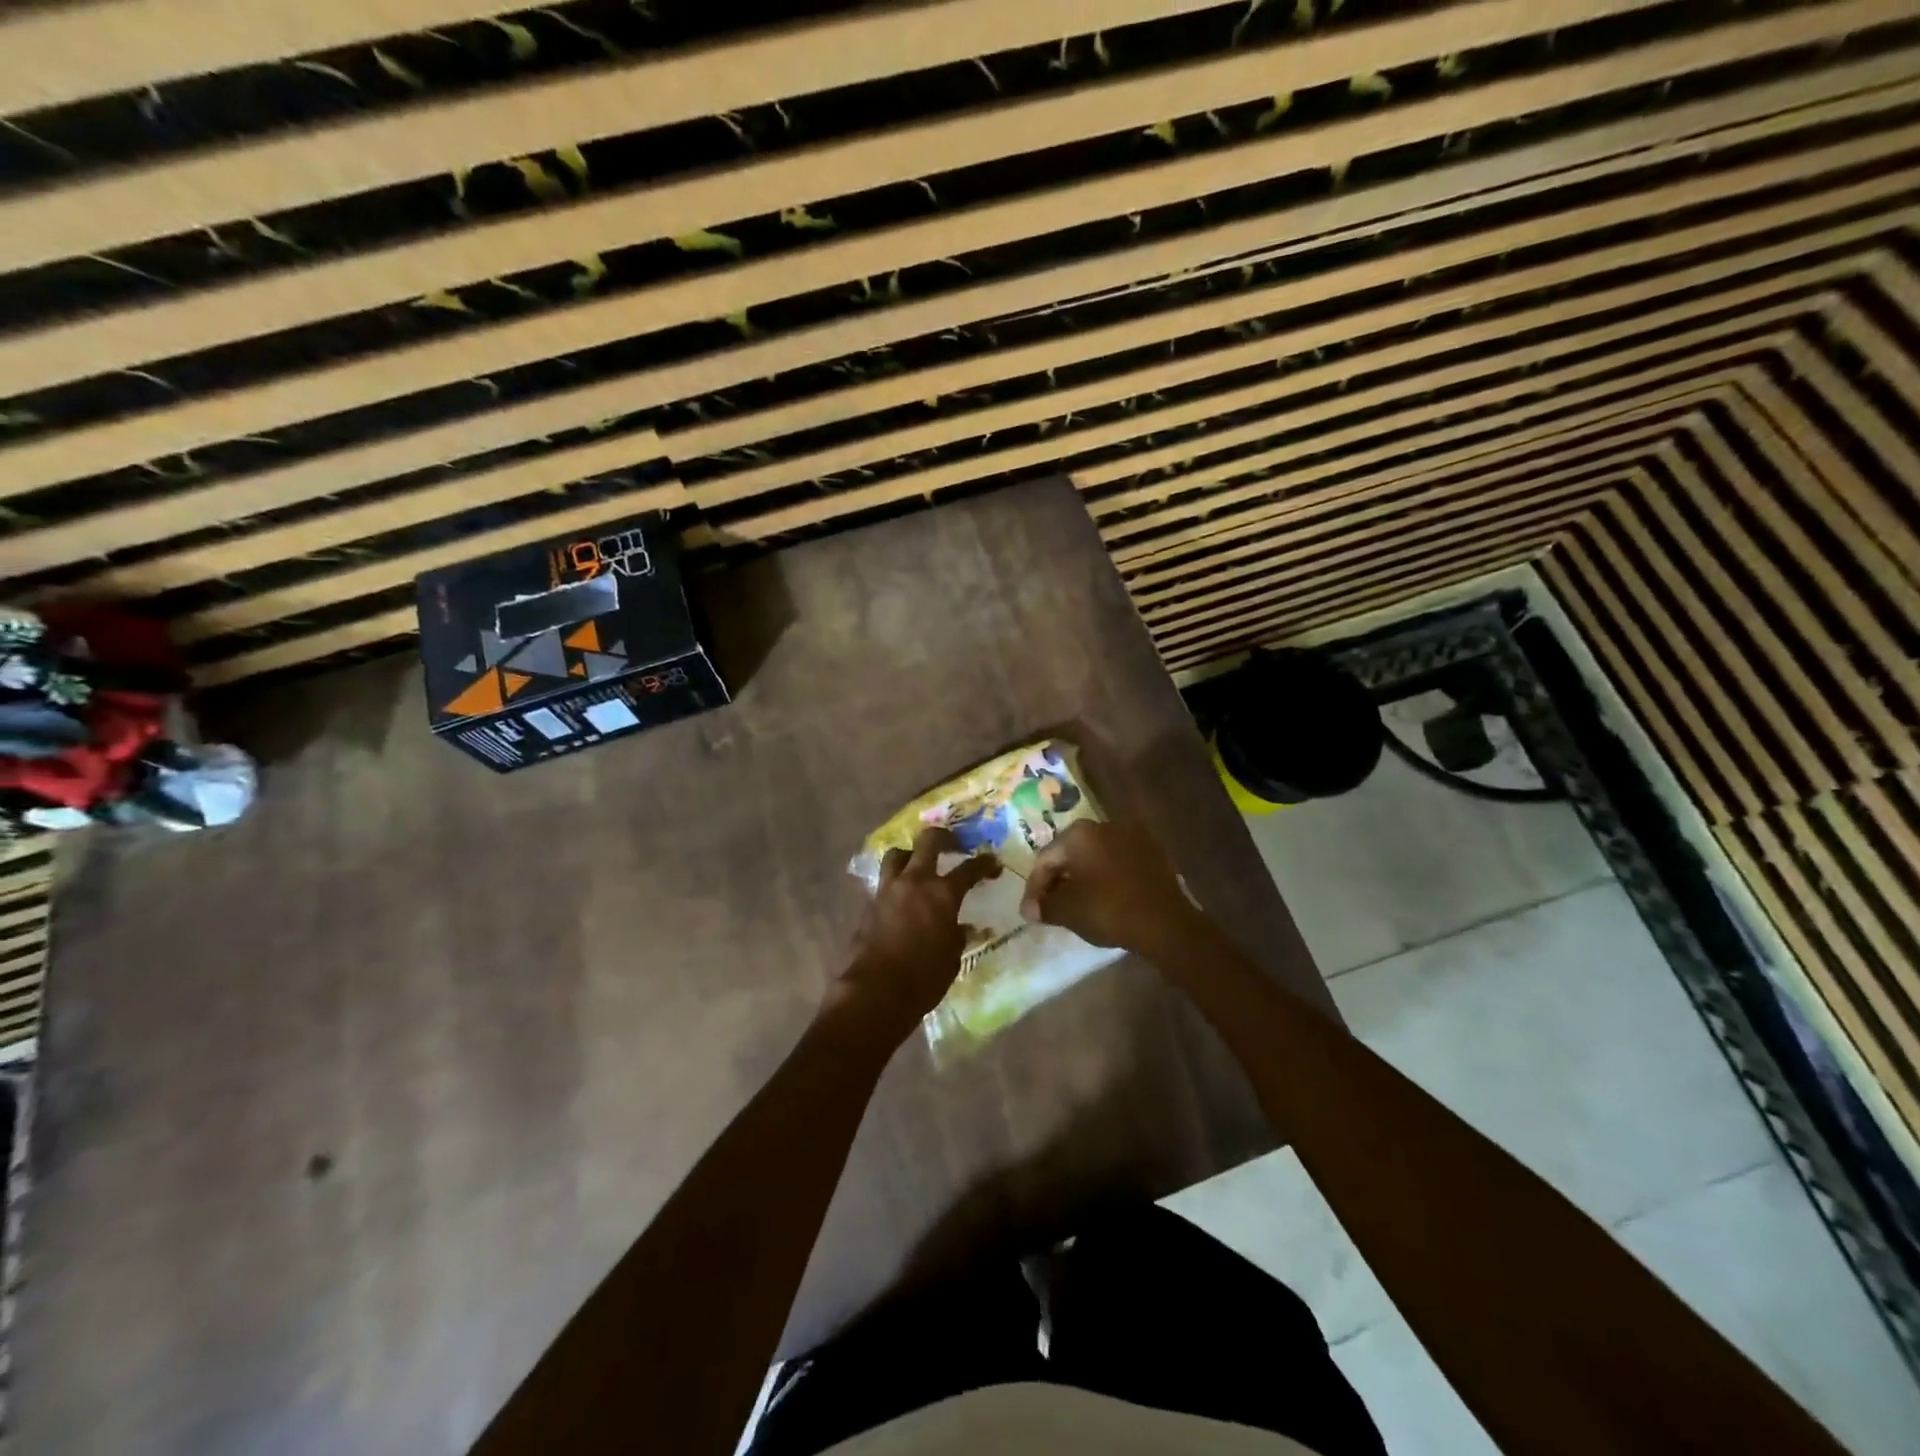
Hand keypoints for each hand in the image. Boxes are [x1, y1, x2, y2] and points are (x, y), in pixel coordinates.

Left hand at [835, 827, 999, 1040]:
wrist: (875, 991)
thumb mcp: (952, 957)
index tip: (993, 863)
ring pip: (898, 854)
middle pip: (928, 841)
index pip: (969, 869)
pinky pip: (884, 881)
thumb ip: (957, 935)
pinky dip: (896, 881)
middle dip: (944, 837)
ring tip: (919, 864)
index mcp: (942, 894)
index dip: (984, 864)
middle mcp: (914, 882)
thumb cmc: (924, 978)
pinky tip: (902, 896)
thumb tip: (961, 926)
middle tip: (954, 844)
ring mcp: (888, 890)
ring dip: (911, 854)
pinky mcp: (870, 904)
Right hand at [1019, 820, 1202, 955]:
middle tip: (1051, 907)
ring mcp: (1132, 836)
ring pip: (1095, 857)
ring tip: (1077, 904)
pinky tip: (1105, 898)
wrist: (1166, 923)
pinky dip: (1107, 878)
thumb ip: (1044, 906)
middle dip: (1058, 880)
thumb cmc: (1109, 911)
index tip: (1032, 912)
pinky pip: (1118, 862)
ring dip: (1083, 878)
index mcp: (1079, 833)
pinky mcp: (1153, 852)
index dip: (1035, 888)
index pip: (1046, 859)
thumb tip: (1031, 909)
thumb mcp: (1068, 911)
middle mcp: (1104, 825)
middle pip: (1070, 853)